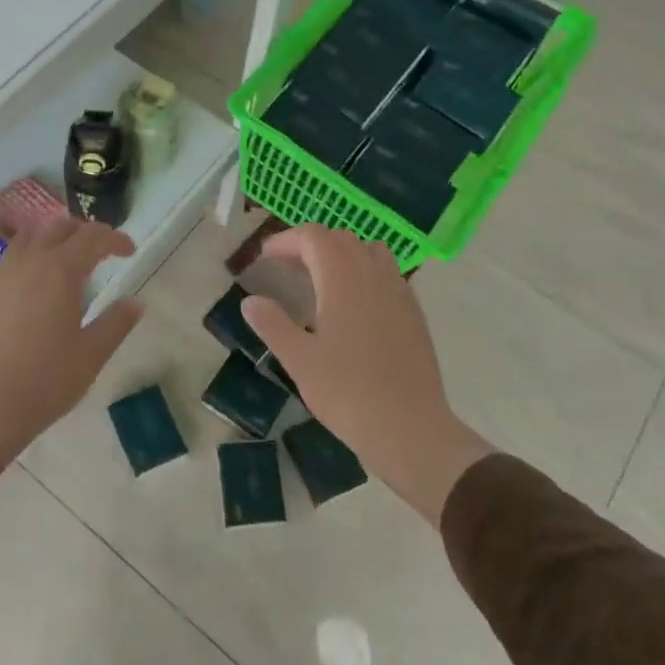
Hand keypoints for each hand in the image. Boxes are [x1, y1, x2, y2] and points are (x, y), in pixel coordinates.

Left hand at [0, 220, 141, 503]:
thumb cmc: (44, 381)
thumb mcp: (91, 355)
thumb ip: (116, 323)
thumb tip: (135, 303)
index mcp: (60, 271)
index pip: (92, 237)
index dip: (115, 238)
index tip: (129, 251)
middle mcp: (29, 263)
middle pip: (59, 228)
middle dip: (85, 232)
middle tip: (102, 251)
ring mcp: (0, 276)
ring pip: (30, 239)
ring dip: (53, 240)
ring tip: (67, 261)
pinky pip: (10, 261)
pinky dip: (30, 259)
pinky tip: (35, 289)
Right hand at [241, 226, 491, 524]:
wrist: (410, 427)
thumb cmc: (348, 392)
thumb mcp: (299, 360)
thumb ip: (272, 324)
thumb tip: (251, 301)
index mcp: (343, 278)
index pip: (313, 237)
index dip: (287, 240)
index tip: (266, 258)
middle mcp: (374, 274)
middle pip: (341, 239)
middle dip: (310, 245)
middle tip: (287, 268)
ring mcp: (399, 291)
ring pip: (368, 251)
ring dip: (341, 255)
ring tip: (320, 280)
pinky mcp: (414, 312)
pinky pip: (387, 274)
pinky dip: (364, 273)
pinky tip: (353, 306)